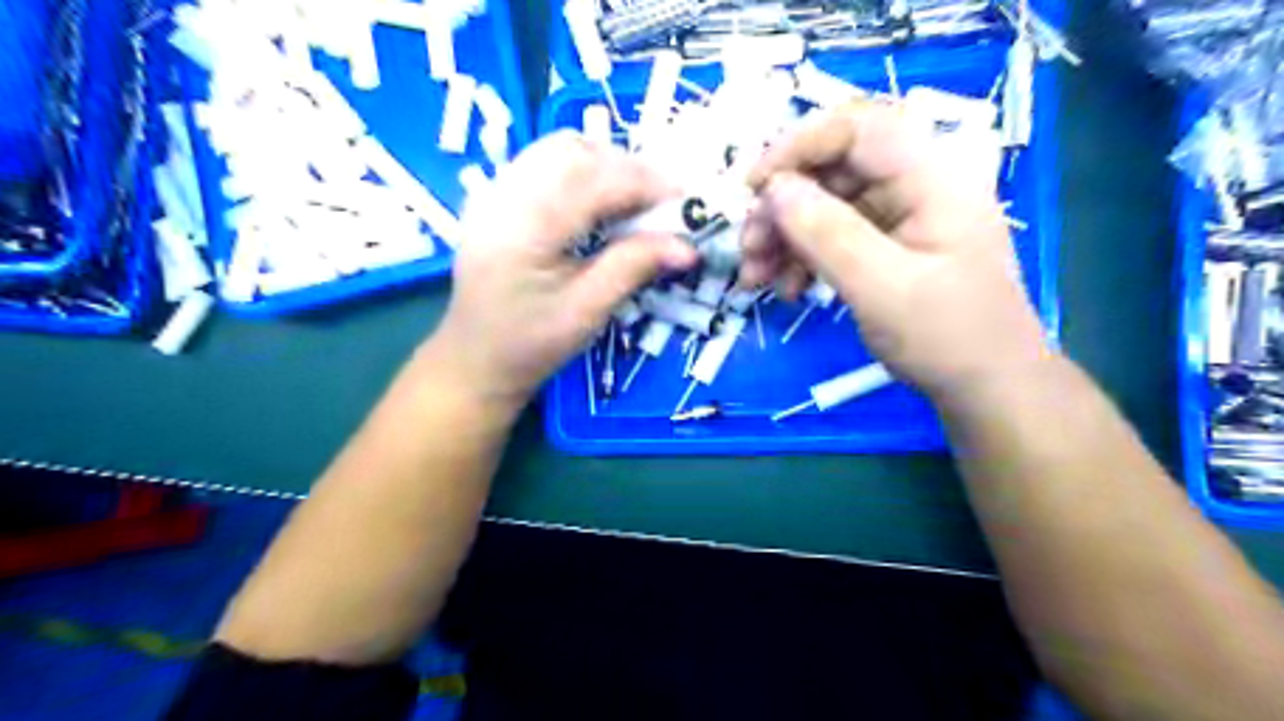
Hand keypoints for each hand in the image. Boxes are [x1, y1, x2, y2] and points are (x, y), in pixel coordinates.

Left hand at [427, 132, 691, 407]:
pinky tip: (599, 204)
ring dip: (606, 165)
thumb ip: (634, 268)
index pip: (595, 179)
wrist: (474, 359)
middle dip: (628, 170)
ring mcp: (494, 191)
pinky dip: (582, 172)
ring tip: (634, 204)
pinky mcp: (496, 198)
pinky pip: (545, 163)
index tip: (687, 205)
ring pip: (560, 149)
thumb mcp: (586, 312)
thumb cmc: (529, 344)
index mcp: (524, 226)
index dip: (647, 184)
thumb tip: (688, 246)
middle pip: (576, 151)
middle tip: (662, 206)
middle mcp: (503, 194)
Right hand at [743, 100, 1052, 399]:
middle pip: (833, 168)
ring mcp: (901, 216)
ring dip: (784, 236)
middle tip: (748, 248)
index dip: (798, 146)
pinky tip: (785, 288)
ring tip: (755, 278)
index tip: (752, 189)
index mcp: (933, 177)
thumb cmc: (947, 338)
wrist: (987, 388)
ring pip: (826, 204)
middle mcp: (916, 185)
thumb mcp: (883, 289)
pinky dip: (802, 257)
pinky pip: (833, 235)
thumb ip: (828, 234)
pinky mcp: (887, 245)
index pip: (858, 128)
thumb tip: (773, 190)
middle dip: (782, 205)